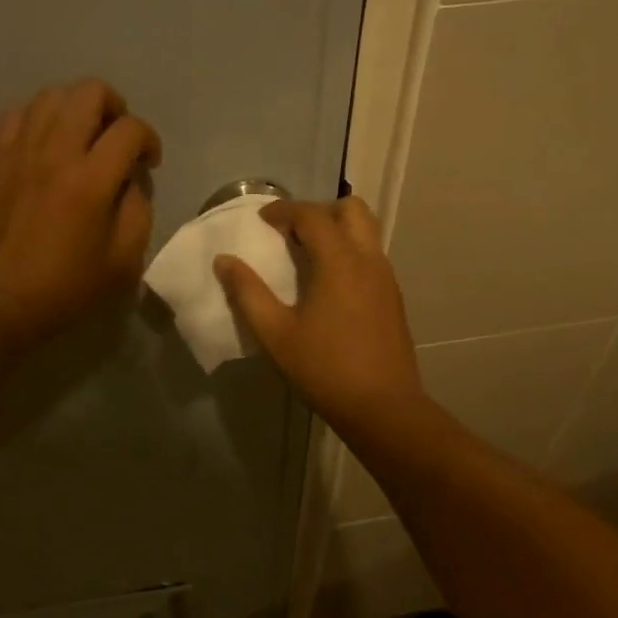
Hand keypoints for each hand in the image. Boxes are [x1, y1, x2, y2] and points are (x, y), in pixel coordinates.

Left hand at [0, 80, 160, 346]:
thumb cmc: (62, 289)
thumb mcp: (122, 263)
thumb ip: (136, 213)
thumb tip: (128, 184)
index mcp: (90, 180)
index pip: (130, 130)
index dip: (149, 140)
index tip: (148, 163)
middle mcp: (54, 152)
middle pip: (89, 92)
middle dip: (115, 107)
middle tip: (117, 137)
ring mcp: (17, 151)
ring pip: (51, 95)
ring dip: (75, 108)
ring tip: (81, 136)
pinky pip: (16, 115)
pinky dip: (37, 119)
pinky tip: (43, 144)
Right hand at [213, 196, 425, 431]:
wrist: (383, 407)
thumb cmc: (324, 369)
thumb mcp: (275, 333)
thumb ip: (247, 293)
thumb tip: (224, 261)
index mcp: (340, 261)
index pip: (312, 215)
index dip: (284, 210)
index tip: (262, 220)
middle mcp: (368, 259)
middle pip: (351, 210)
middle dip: (319, 210)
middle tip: (291, 232)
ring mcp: (386, 278)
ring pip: (366, 231)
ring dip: (336, 230)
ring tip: (307, 255)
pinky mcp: (393, 297)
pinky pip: (371, 255)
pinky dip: (349, 251)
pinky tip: (329, 284)